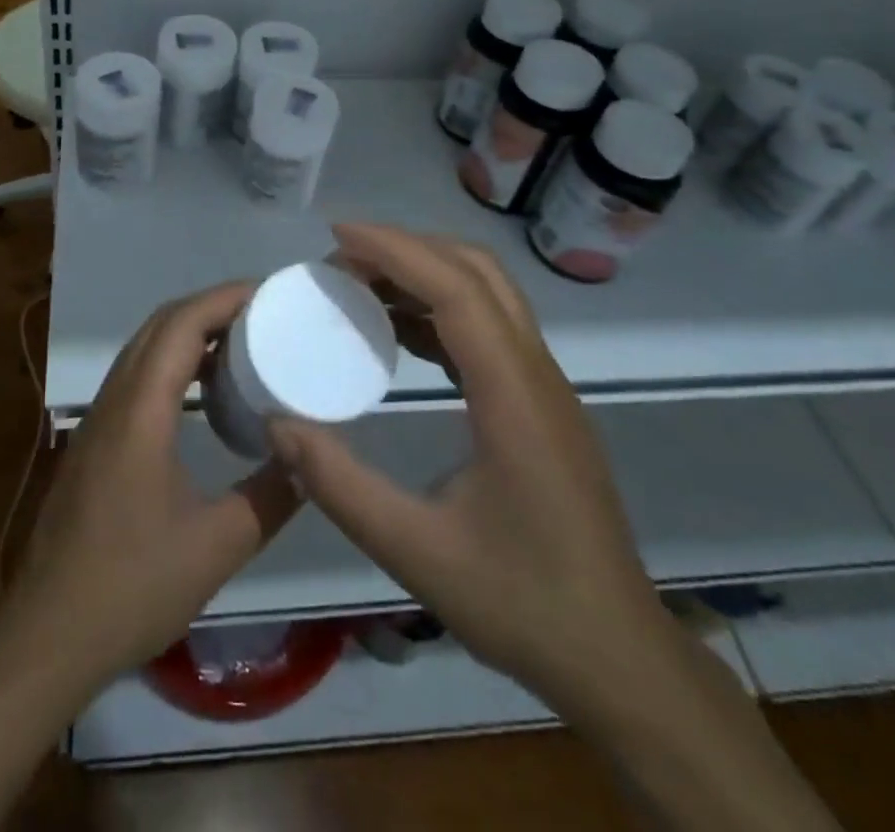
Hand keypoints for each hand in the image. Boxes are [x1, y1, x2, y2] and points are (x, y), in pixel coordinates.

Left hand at [2, 281, 301, 696]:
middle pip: (159, 325)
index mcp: (140, 410)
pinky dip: (170, 362)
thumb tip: (310, 460)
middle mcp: (114, 400)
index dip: (224, 298)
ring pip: (142, 349)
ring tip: (239, 343)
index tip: (268, 293)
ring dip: (187, 333)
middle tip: (262, 313)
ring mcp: (96, 420)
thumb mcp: (218, 546)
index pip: (181, 325)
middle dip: (210, 307)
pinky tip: (199, 393)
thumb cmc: (132, 585)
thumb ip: (271, 497)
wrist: (48, 635)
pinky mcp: (92, 442)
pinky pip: (134, 377)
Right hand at [269, 223, 671, 709]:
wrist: (616, 656)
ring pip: (488, 293)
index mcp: (513, 396)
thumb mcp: (416, 552)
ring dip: (425, 274)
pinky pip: (489, 327)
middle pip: (477, 272)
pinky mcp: (540, 403)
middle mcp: (536, 373)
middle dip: (408, 249)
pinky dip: (440, 309)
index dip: (395, 250)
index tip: (338, 237)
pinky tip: (399, 334)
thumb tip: (278, 424)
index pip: (455, 289)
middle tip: (342, 261)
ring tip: (361, 287)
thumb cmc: (522, 603)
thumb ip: (340, 485)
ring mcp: (544, 386)